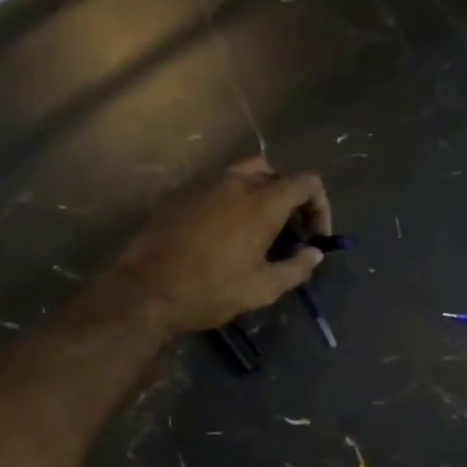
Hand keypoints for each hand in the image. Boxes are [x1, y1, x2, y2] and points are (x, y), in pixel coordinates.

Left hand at [107, 159, 332, 336]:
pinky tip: (224, 236)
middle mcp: (235, 183)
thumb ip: (296, 268)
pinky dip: (232, 203)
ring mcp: (205, 185)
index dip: (320, 208)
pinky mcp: (181, 195)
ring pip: (244, 176)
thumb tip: (315, 254)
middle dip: (290, 202)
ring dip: (260, 199)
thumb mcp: (263, 289)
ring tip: (257, 234)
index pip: (307, 183)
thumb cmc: (211, 291)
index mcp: (262, 202)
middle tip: (288, 237)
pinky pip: (217, 189)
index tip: (314, 238)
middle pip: (276, 175)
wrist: (147, 291)